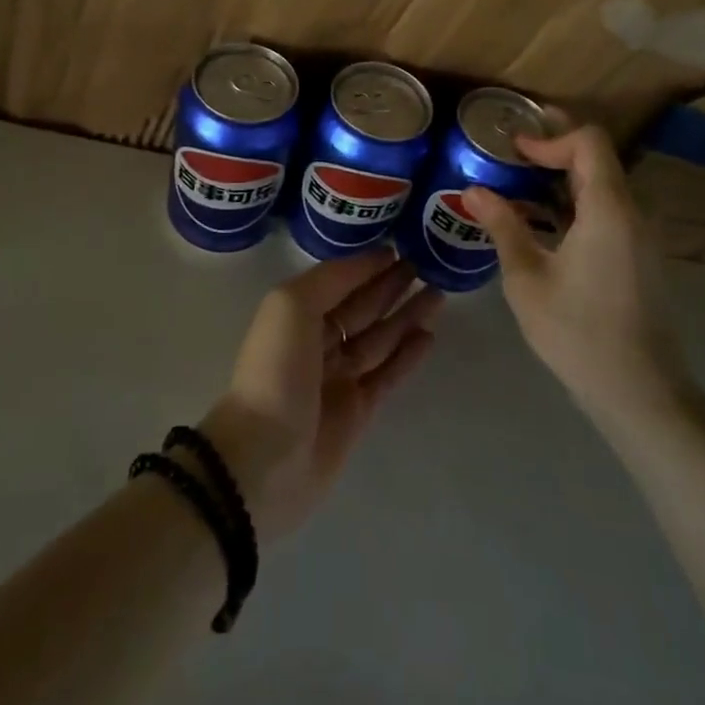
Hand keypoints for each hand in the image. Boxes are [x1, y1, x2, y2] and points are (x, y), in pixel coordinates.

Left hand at [201, 249, 439, 539]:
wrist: (265, 458)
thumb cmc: (275, 370)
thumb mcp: (292, 305)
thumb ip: (332, 278)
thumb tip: (371, 261)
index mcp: (295, 314)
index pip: (339, 281)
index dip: (367, 265)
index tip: (400, 246)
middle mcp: (317, 342)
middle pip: (362, 307)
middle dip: (391, 286)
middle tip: (427, 265)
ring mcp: (338, 378)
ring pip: (380, 338)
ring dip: (406, 315)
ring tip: (438, 293)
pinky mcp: (358, 411)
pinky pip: (388, 374)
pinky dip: (407, 354)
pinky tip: (429, 335)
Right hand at [463, 124, 685, 422]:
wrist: (640, 392)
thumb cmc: (578, 333)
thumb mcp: (527, 278)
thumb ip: (503, 226)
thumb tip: (473, 189)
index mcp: (608, 209)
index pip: (588, 142)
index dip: (550, 135)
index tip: (512, 146)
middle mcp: (632, 213)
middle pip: (596, 159)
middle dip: (551, 149)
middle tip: (506, 154)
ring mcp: (639, 236)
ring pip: (600, 186)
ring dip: (559, 178)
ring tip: (514, 185)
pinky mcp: (637, 256)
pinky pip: (605, 211)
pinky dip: (571, 204)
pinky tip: (539, 223)